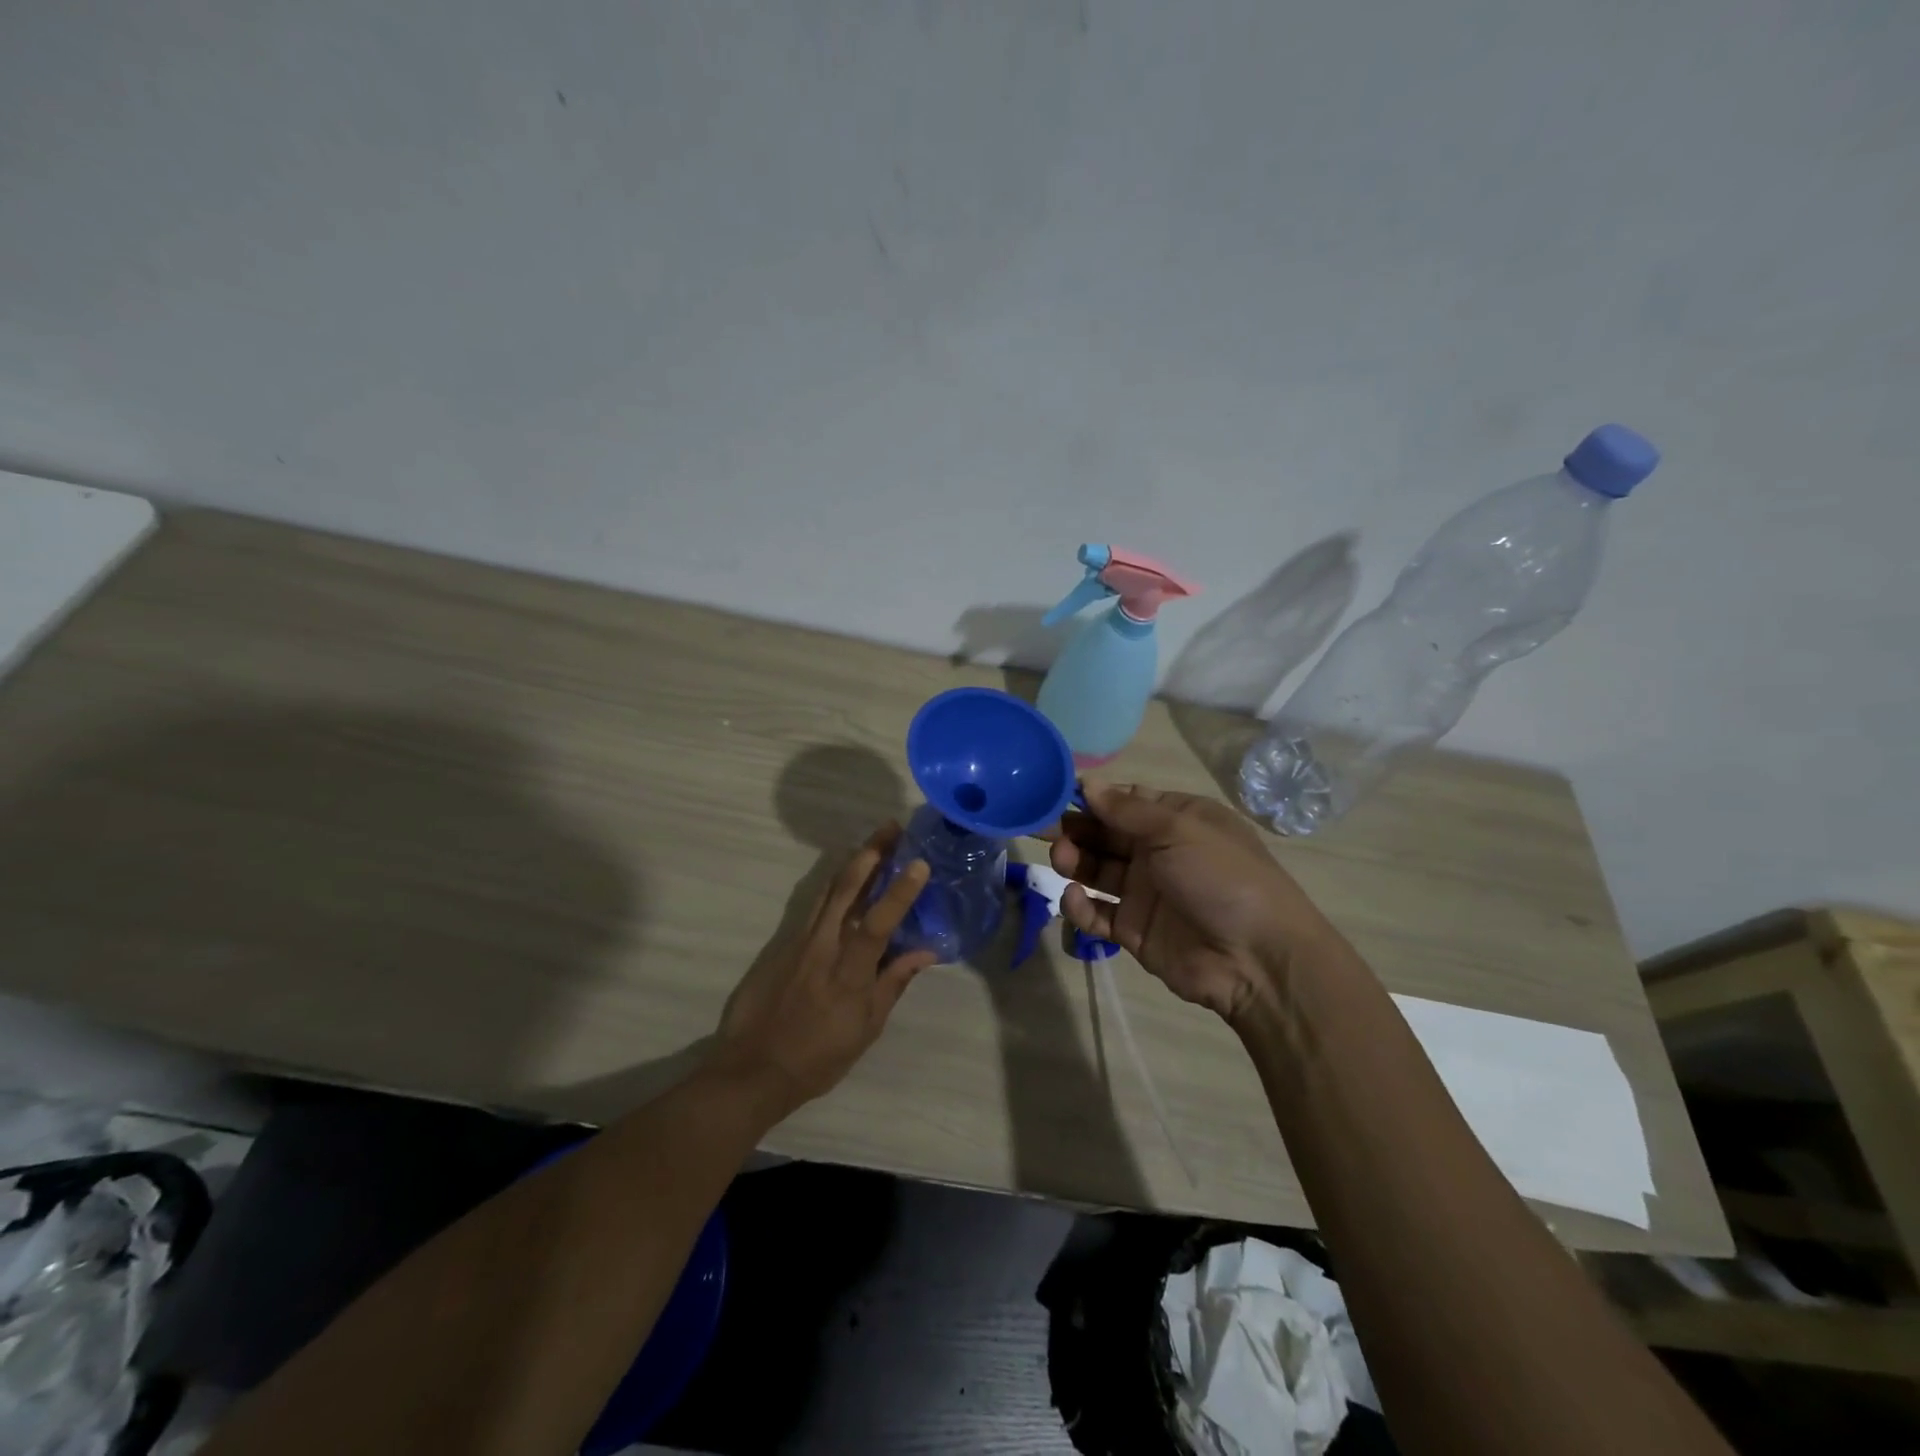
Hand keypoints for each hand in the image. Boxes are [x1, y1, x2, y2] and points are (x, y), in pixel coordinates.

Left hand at [711, 824, 936, 1116]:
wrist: (752, 1068)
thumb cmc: (818, 1057)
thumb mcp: (866, 1029)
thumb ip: (894, 983)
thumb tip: (926, 952)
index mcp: (848, 972)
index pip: (877, 922)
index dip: (899, 892)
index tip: (919, 863)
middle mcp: (822, 947)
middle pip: (846, 889)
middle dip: (871, 853)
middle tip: (892, 827)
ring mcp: (798, 941)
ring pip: (827, 890)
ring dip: (852, 862)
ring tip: (872, 843)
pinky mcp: (782, 943)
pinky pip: (813, 906)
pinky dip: (833, 886)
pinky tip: (844, 880)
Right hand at [1047, 783, 1332, 1022]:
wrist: (1258, 959)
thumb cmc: (1222, 877)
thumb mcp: (1178, 830)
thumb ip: (1127, 810)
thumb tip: (1088, 784)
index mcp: (1176, 821)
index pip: (1125, 802)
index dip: (1092, 799)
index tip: (1056, 795)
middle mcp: (1158, 852)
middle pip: (1105, 835)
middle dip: (1074, 830)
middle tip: (1040, 828)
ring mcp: (1145, 892)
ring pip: (1097, 870)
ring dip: (1075, 862)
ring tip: (1061, 860)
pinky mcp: (1134, 930)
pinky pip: (1098, 913)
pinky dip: (1082, 906)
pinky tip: (1075, 900)